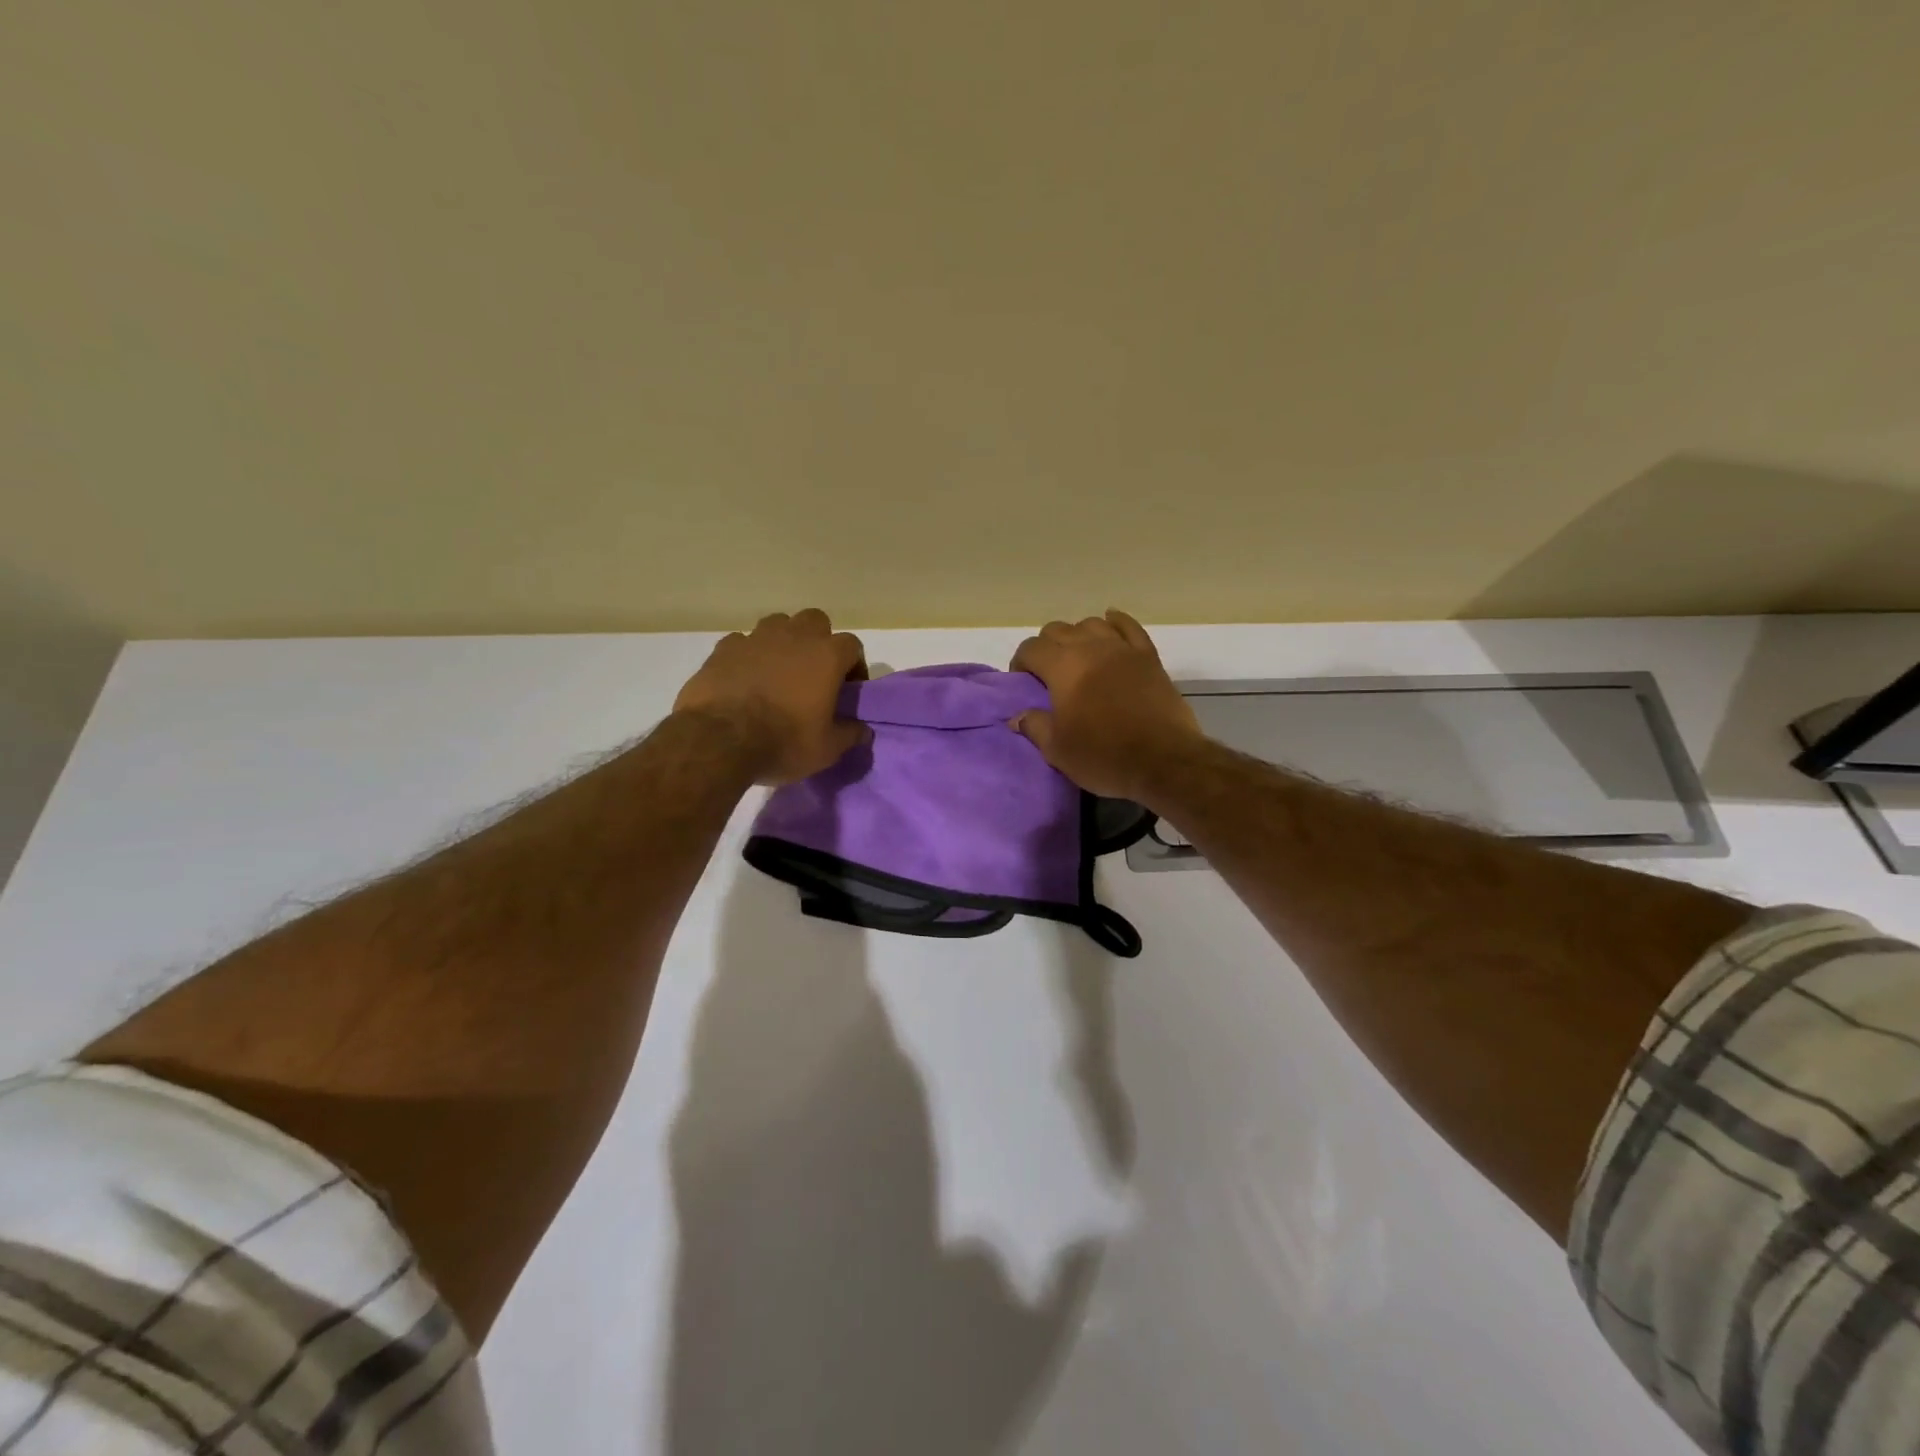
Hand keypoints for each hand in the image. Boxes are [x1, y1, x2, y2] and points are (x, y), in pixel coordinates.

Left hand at [673, 609, 868, 783]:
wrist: (719, 740)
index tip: (849, 689)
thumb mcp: (826, 749)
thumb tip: (863, 731)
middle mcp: (794, 636)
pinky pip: (743, 642)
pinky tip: (745, 677)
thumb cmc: (784, 741)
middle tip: (814, 672)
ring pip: (778, 624)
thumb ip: (849, 735)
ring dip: (783, 641)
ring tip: (778, 671)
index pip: (852, 646)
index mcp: (827, 656)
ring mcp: (756, 638)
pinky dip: (748, 655)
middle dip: (818, 641)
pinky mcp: (724, 648)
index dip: (854, 666)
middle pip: (816, 621)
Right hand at [1010, 610, 1202, 800]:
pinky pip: (1129, 627)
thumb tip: (1017, 716)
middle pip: (1058, 630)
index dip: (1021, 662)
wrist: (1163, 761)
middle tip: (1047, 674)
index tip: (1022, 682)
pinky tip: (1110, 622)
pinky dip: (1116, 622)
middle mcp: (1090, 647)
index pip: (1031, 648)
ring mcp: (1122, 648)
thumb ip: (1034, 727)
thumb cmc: (1104, 756)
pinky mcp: (1149, 657)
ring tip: (1078, 657)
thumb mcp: (1058, 750)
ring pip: (1092, 624)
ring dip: (1078, 635)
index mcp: (1063, 667)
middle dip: (1046, 647)